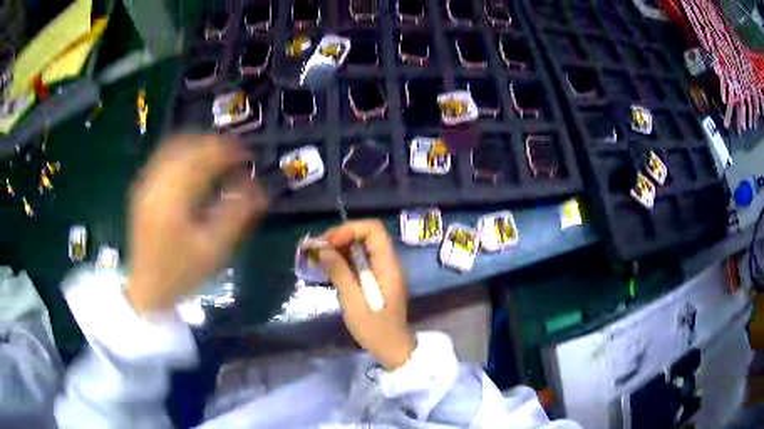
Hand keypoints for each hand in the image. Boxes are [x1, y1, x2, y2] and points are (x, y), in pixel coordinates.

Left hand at [125, 135, 267, 314]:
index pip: (203, 157)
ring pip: (175, 147)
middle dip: (214, 144)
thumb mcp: (213, 249)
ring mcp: (146, 184)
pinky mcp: (143, 189)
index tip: (248, 156)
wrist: (148, 289)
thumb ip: (236, 214)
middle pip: (188, 145)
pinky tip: (195, 166)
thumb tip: (261, 189)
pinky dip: (184, 155)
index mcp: (172, 196)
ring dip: (199, 146)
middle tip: (236, 155)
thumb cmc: (181, 273)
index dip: (228, 151)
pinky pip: (164, 158)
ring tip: (219, 157)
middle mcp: (155, 182)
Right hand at [318, 220, 413, 370]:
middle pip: (365, 235)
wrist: (392, 349)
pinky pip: (359, 261)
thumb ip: (339, 273)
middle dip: (339, 237)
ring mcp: (381, 272)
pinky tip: (326, 268)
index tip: (328, 243)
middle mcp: (387, 263)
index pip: (373, 230)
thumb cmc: (375, 329)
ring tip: (316, 257)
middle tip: (317, 249)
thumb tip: (322, 249)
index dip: (349, 230)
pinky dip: (342, 260)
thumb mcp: (353, 302)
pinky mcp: (375, 281)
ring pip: (360, 248)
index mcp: (387, 266)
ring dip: (338, 248)